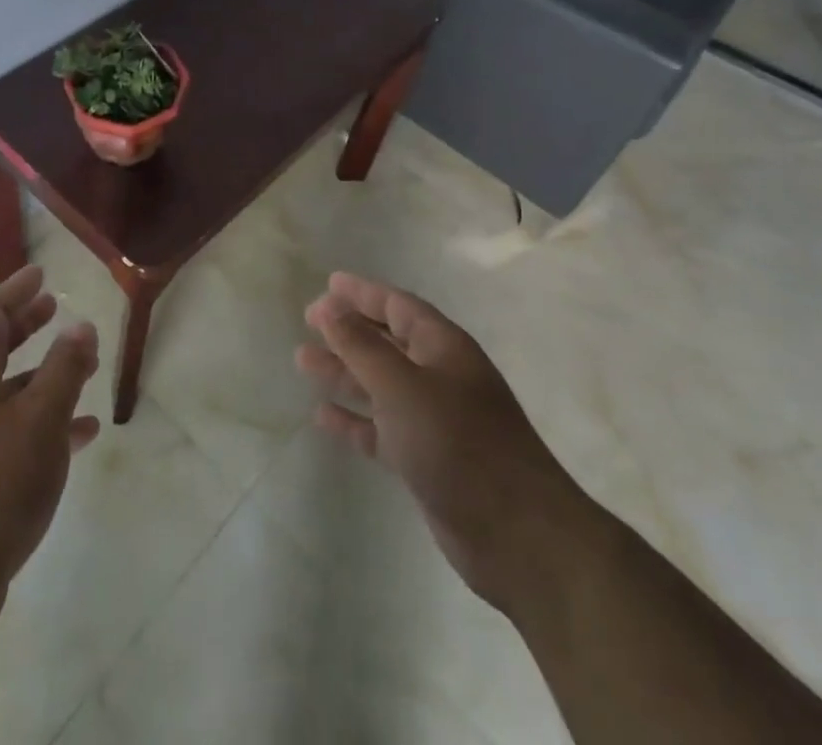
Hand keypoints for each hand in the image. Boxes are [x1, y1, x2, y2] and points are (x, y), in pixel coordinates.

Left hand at [0, 266, 99, 608]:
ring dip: (44, 374)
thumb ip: (63, 370)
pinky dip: (47, 423)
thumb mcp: (40, 420)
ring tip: (85, 367)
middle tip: (55, 307)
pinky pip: (16, 434)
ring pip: (9, 392)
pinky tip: (83, 434)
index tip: (40, 274)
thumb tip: (81, 326)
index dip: (14, 290)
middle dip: (26, 325)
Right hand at [296, 272, 594, 615]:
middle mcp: (440, 376)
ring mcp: (435, 420)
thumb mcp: (401, 385)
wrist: (518, 536)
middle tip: (308, 321)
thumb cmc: (458, 442)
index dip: (363, 293)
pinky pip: (381, 429)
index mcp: (444, 347)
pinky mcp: (427, 460)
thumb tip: (330, 308)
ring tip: (303, 361)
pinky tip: (322, 416)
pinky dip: (354, 420)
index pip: (398, 306)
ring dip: (344, 372)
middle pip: (387, 342)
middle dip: (348, 330)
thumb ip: (361, 346)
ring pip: (380, 385)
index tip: (327, 284)